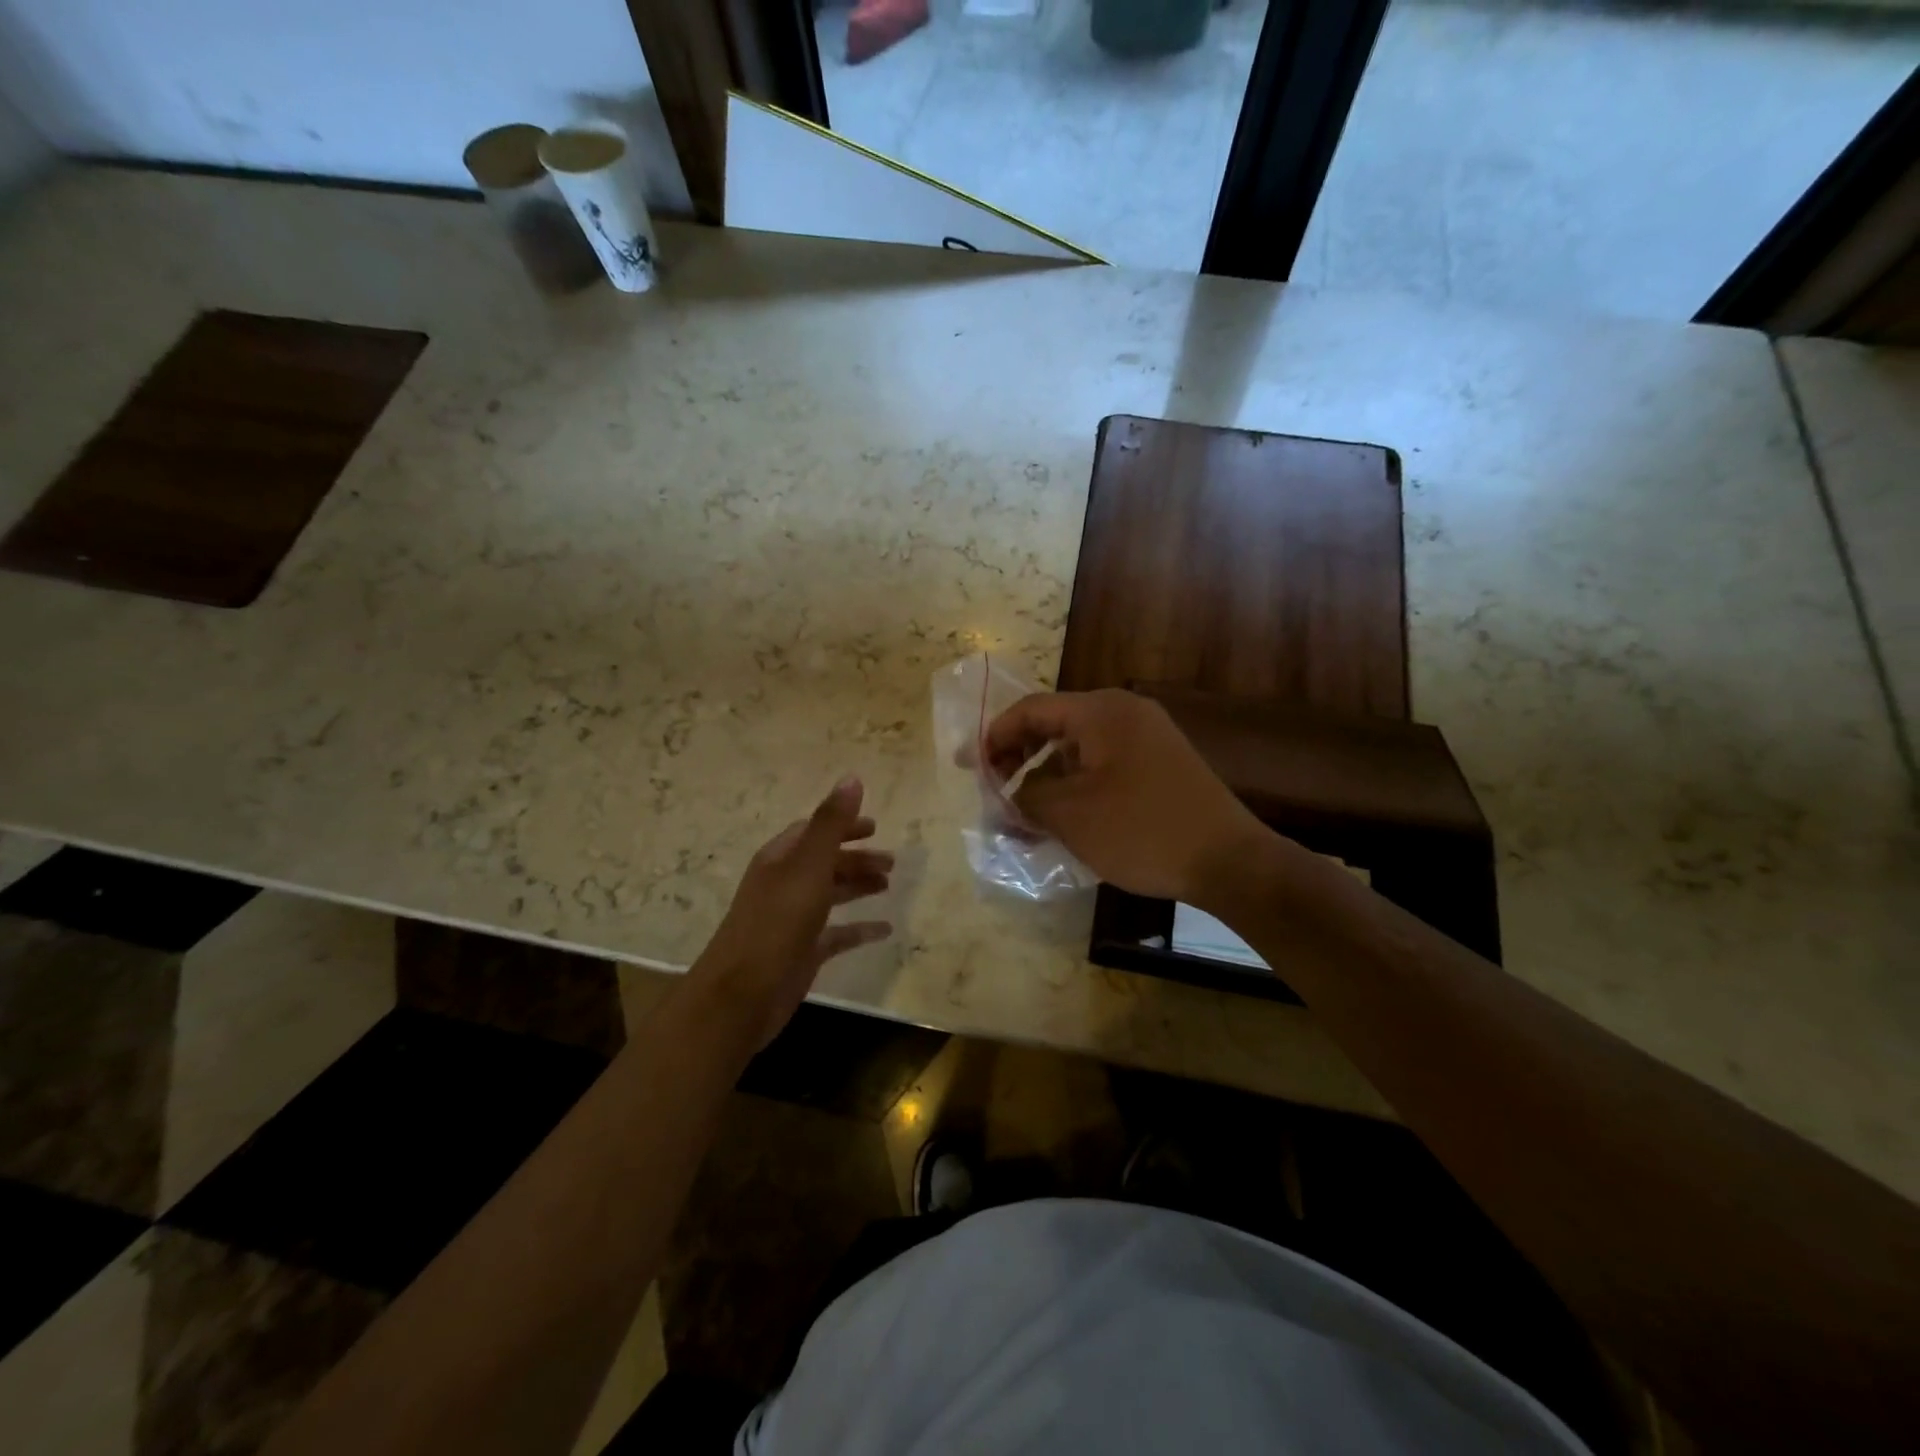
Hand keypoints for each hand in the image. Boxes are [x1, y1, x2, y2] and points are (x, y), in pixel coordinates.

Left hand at [690, 776, 892, 1048]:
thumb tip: (852, 778)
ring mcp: (792, 920)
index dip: (843, 825)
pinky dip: (859, 928)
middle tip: (892, 862)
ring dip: (858, 886)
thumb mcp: (808, 866)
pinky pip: (837, 934)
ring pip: (831, 895)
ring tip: (888, 886)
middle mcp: (784, 885)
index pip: (814, 831)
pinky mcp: (802, 953)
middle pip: (825, 862)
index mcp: (780, 859)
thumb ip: (831, 823)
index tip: (876, 827)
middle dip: (856, 858)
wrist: (741, 995)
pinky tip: (885, 930)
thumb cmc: (776, 923)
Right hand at [985, 689, 1268, 903]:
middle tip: (993, 790)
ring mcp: (1146, 737)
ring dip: (1044, 776)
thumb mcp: (1071, 815)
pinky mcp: (1159, 764)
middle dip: (1017, 757)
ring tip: (1021, 813)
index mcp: (1101, 712)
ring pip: (1077, 748)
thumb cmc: (1142, 831)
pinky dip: (1074, 784)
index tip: (967, 767)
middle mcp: (1124, 713)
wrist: (1229, 861)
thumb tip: (1004, 795)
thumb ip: (1025, 797)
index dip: (993, 737)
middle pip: (1054, 725)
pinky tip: (1060, 816)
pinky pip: (1102, 764)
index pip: (1031, 710)